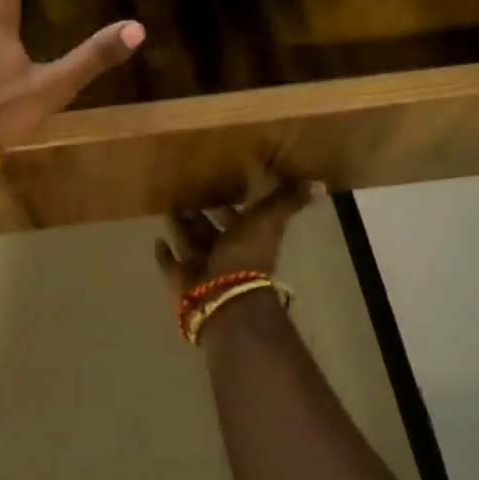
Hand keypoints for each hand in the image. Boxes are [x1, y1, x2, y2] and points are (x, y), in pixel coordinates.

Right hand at [154, 174, 320, 312]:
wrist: (224, 297)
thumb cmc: (246, 255)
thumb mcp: (270, 221)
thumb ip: (289, 201)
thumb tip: (321, 183)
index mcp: (245, 238)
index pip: (237, 216)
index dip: (231, 203)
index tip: (219, 182)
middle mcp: (223, 252)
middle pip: (210, 229)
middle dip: (201, 212)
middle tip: (186, 191)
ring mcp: (200, 266)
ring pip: (189, 242)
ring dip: (181, 227)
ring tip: (168, 206)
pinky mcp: (179, 278)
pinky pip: (169, 263)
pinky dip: (164, 252)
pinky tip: (157, 238)